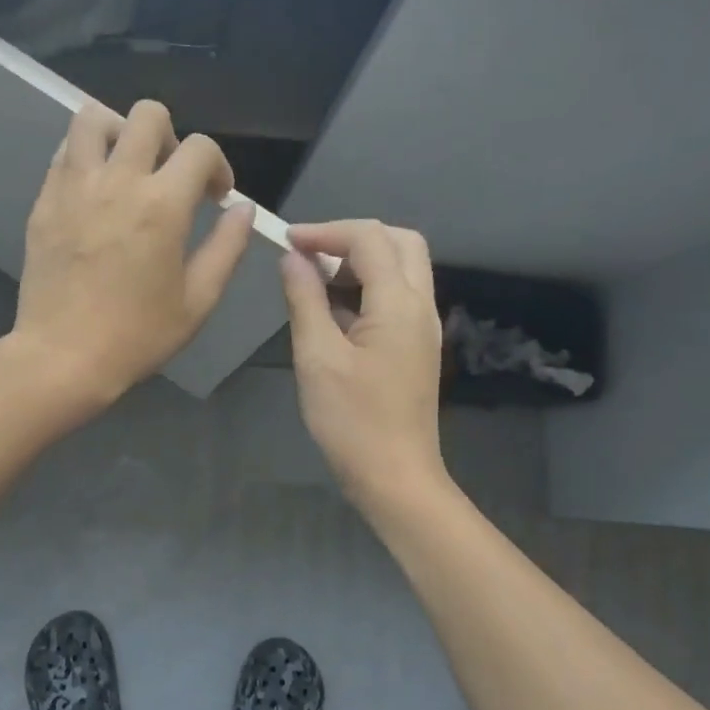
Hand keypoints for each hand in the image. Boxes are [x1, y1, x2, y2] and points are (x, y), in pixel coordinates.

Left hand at [9, 99, 253, 409]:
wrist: (63, 357)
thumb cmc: (137, 336)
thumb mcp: (198, 301)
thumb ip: (227, 248)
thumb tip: (242, 209)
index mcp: (162, 205)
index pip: (200, 148)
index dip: (217, 166)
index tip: (215, 196)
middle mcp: (117, 181)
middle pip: (147, 114)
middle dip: (171, 137)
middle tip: (169, 177)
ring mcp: (73, 187)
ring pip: (93, 118)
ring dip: (119, 133)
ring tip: (126, 170)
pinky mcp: (44, 202)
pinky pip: (65, 153)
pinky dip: (86, 157)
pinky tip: (95, 193)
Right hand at [280, 220, 446, 510]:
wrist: (395, 477)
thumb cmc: (352, 421)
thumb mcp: (317, 357)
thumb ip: (305, 300)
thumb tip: (292, 258)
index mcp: (399, 304)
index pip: (368, 239)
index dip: (325, 231)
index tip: (286, 241)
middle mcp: (421, 306)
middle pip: (399, 243)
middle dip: (352, 238)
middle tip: (310, 256)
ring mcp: (423, 328)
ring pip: (402, 269)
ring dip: (361, 262)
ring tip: (315, 283)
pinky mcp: (416, 347)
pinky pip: (397, 298)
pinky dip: (367, 288)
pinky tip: (333, 313)